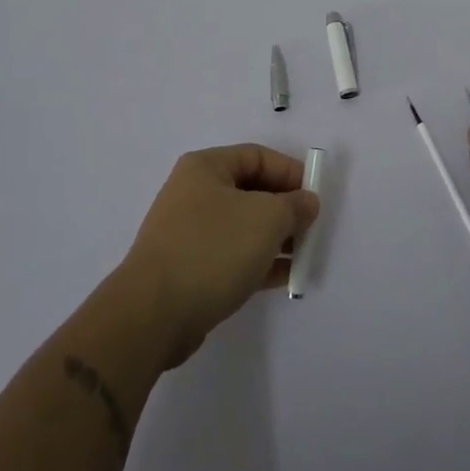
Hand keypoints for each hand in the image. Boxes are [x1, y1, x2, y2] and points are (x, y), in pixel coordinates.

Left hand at [117, 146, 319, 368]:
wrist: (153, 314)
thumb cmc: (213, 249)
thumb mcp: (266, 218)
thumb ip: (294, 205)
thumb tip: (306, 202)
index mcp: (206, 167)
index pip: (257, 156)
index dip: (291, 172)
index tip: (316, 196)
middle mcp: (194, 193)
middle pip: (251, 191)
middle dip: (285, 208)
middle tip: (312, 228)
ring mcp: (189, 233)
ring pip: (243, 226)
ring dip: (276, 238)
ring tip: (304, 255)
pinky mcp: (189, 269)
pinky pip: (233, 256)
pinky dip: (259, 261)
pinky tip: (285, 277)